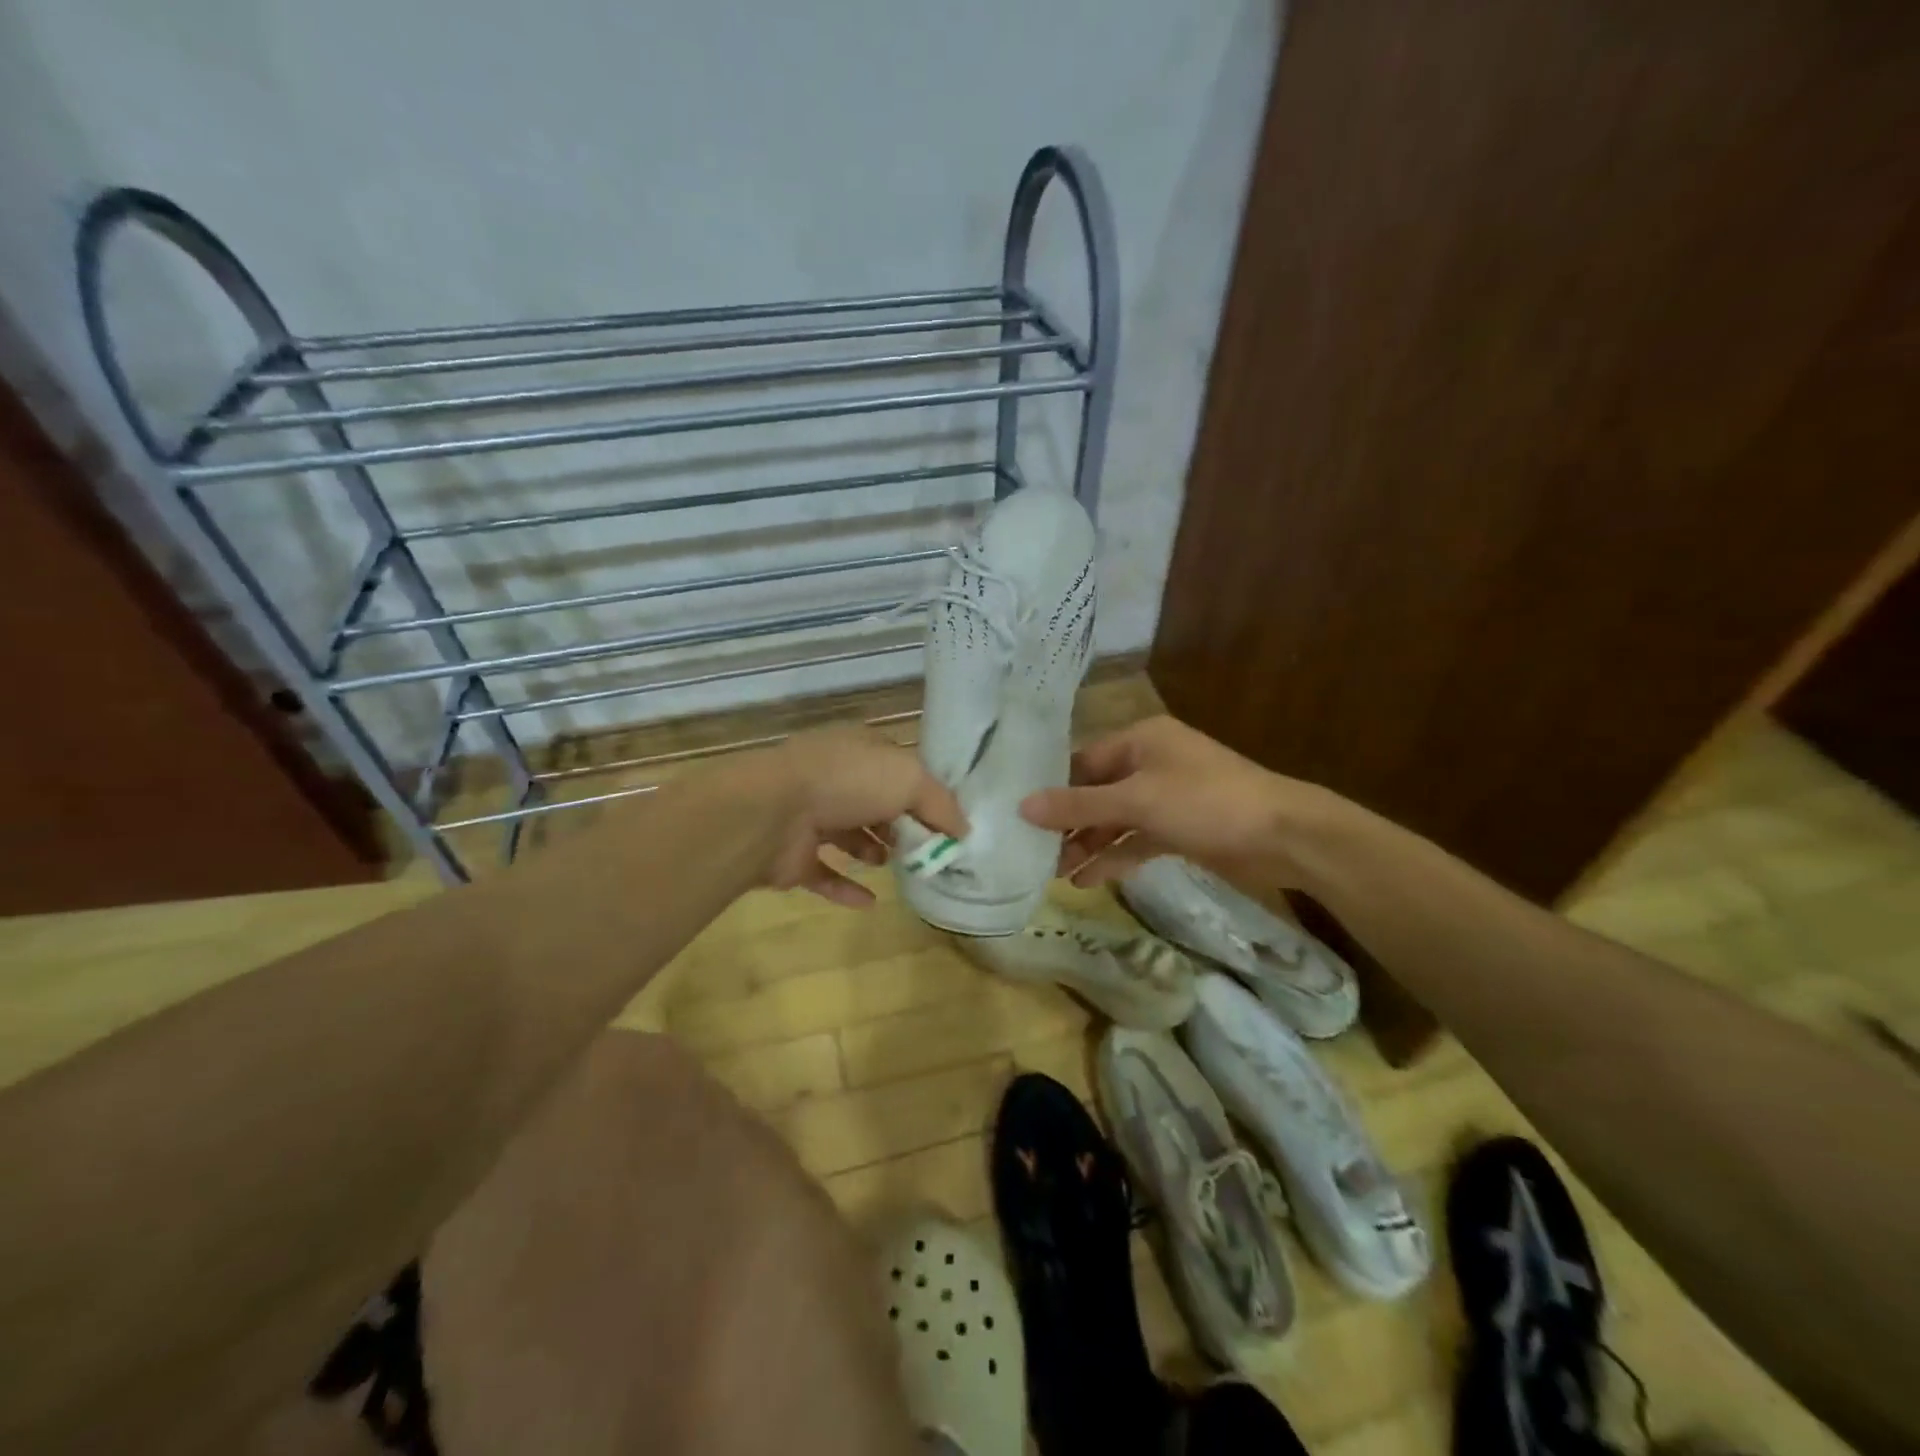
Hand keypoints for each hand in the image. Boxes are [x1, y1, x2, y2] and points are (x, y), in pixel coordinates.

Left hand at [760, 726, 967, 906]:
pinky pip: (824, 874)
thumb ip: (940, 804)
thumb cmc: (847, 782)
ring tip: (893, 865)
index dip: (921, 791)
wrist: (773, 812)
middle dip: (897, 823)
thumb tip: (963, 829)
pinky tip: (870, 902)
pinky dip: (846, 888)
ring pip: (847, 835)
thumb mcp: (909, 780)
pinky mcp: (793, 856)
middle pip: (873, 802)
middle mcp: (832, 779)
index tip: (946, 820)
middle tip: (924, 847)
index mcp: (857, 750)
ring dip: (872, 851)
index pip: (896, 767)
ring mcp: (808, 817)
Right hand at [1019, 715, 1331, 887]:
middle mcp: (1150, 763)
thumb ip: (1079, 805)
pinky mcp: (1179, 829)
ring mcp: (1166, 798)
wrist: (1283, 836)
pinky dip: (1115, 857)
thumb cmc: (1206, 803)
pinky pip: (1137, 840)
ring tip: (1055, 873)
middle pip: (1096, 792)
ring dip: (1088, 844)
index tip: (1020, 816)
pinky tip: (1088, 880)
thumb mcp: (1137, 800)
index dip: (1052, 788)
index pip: (1082, 761)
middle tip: (1034, 852)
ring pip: (1115, 820)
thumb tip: (1022, 806)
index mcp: (1140, 740)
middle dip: (1068, 823)